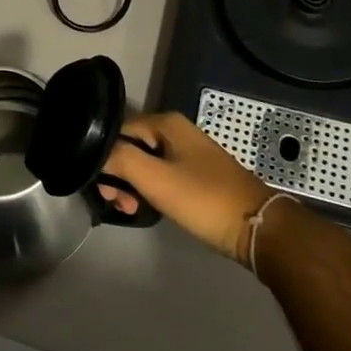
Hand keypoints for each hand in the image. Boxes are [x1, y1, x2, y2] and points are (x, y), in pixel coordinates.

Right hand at [99, 111, 271, 264]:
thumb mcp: (155, 179)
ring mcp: (187, 152)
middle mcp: (175, 131)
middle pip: (130, 146)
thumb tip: (94, 150)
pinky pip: (160, 175)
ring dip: (131, 185)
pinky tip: (145, 208)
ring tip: (129, 209)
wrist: (257, 228)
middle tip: (116, 202)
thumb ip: (120, 159)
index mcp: (166, 123)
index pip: (118, 129)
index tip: (102, 186)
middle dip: (117, 173)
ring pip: (144, 163)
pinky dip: (148, 190)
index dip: (104, 155)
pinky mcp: (195, 174)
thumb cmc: (203, 199)